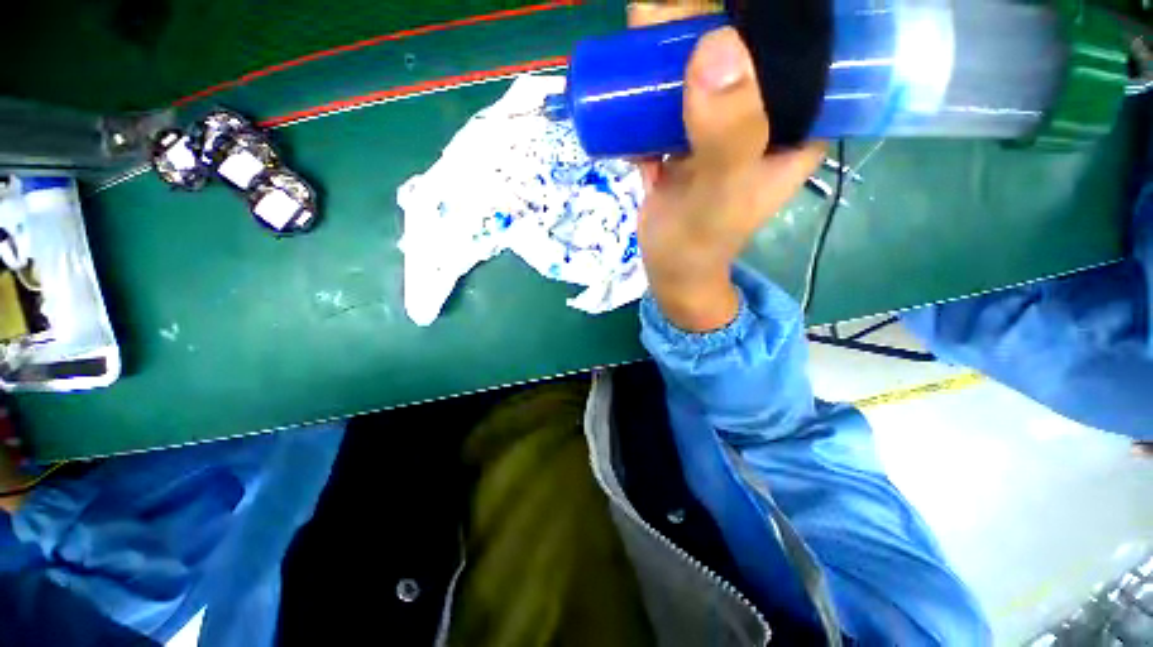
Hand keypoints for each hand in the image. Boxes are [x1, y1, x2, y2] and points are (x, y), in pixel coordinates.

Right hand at [630, 3, 823, 331]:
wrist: (670, 272)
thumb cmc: (699, 244)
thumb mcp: (719, 195)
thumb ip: (726, 135)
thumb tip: (717, 45)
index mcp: (796, 122)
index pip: (796, 48)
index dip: (765, 16)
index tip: (719, 5)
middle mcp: (764, 117)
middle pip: (742, 52)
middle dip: (702, 28)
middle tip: (660, 19)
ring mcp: (722, 127)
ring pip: (702, 73)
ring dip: (668, 54)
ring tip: (640, 36)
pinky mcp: (687, 140)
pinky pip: (672, 103)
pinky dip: (649, 92)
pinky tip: (631, 85)